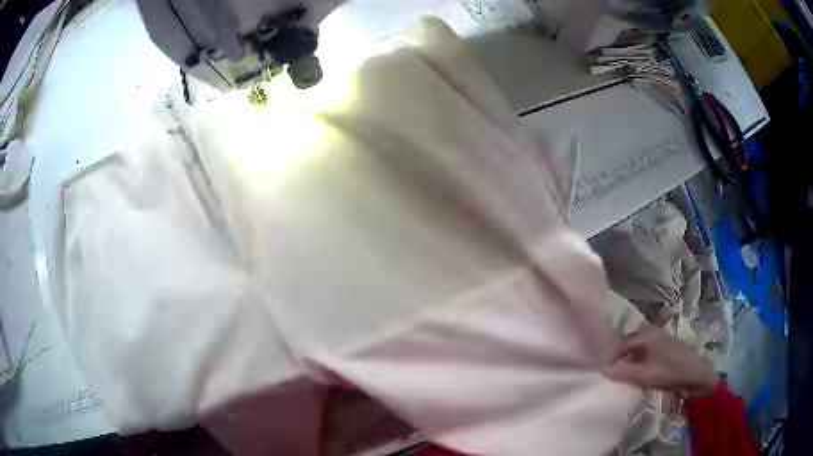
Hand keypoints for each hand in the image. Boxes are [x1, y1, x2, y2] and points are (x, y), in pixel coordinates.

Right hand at [602, 328, 718, 398]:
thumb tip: (602, 371)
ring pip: (639, 348)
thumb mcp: (645, 376)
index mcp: (648, 337)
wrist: (696, 373)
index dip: (612, 357)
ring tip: (624, 375)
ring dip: (630, 360)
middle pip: (631, 344)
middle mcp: (653, 333)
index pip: (623, 344)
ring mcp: (661, 339)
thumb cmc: (670, 373)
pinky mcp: (666, 346)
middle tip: (613, 374)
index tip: (604, 371)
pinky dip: (640, 360)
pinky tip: (640, 372)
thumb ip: (624, 373)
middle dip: (620, 358)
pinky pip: (647, 351)